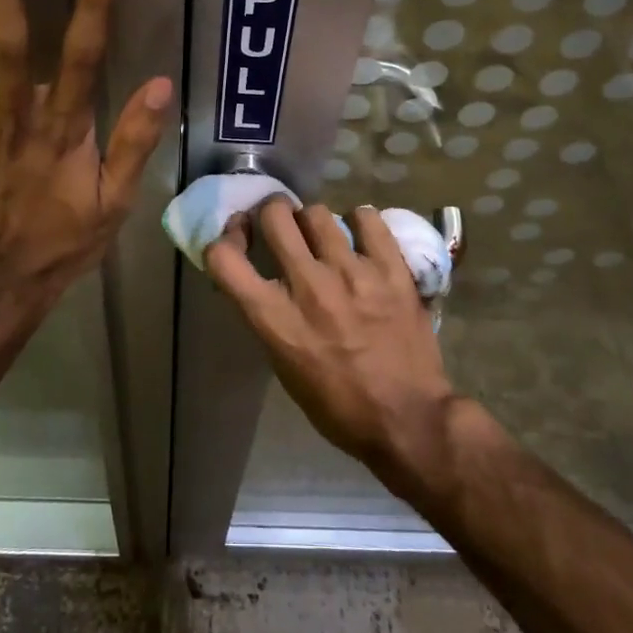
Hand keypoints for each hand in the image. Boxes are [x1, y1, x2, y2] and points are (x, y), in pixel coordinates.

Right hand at [205, 200, 457, 480]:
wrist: (408, 419)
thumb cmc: (338, 406)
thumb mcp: (285, 367)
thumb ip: (270, 318)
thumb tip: (263, 283)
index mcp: (275, 318)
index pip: (224, 257)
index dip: (224, 239)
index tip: (239, 241)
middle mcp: (309, 286)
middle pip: (274, 215)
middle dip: (271, 214)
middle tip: (280, 226)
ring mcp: (352, 273)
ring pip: (317, 213)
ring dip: (312, 221)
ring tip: (323, 237)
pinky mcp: (391, 269)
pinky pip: (366, 218)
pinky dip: (358, 222)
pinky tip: (360, 236)